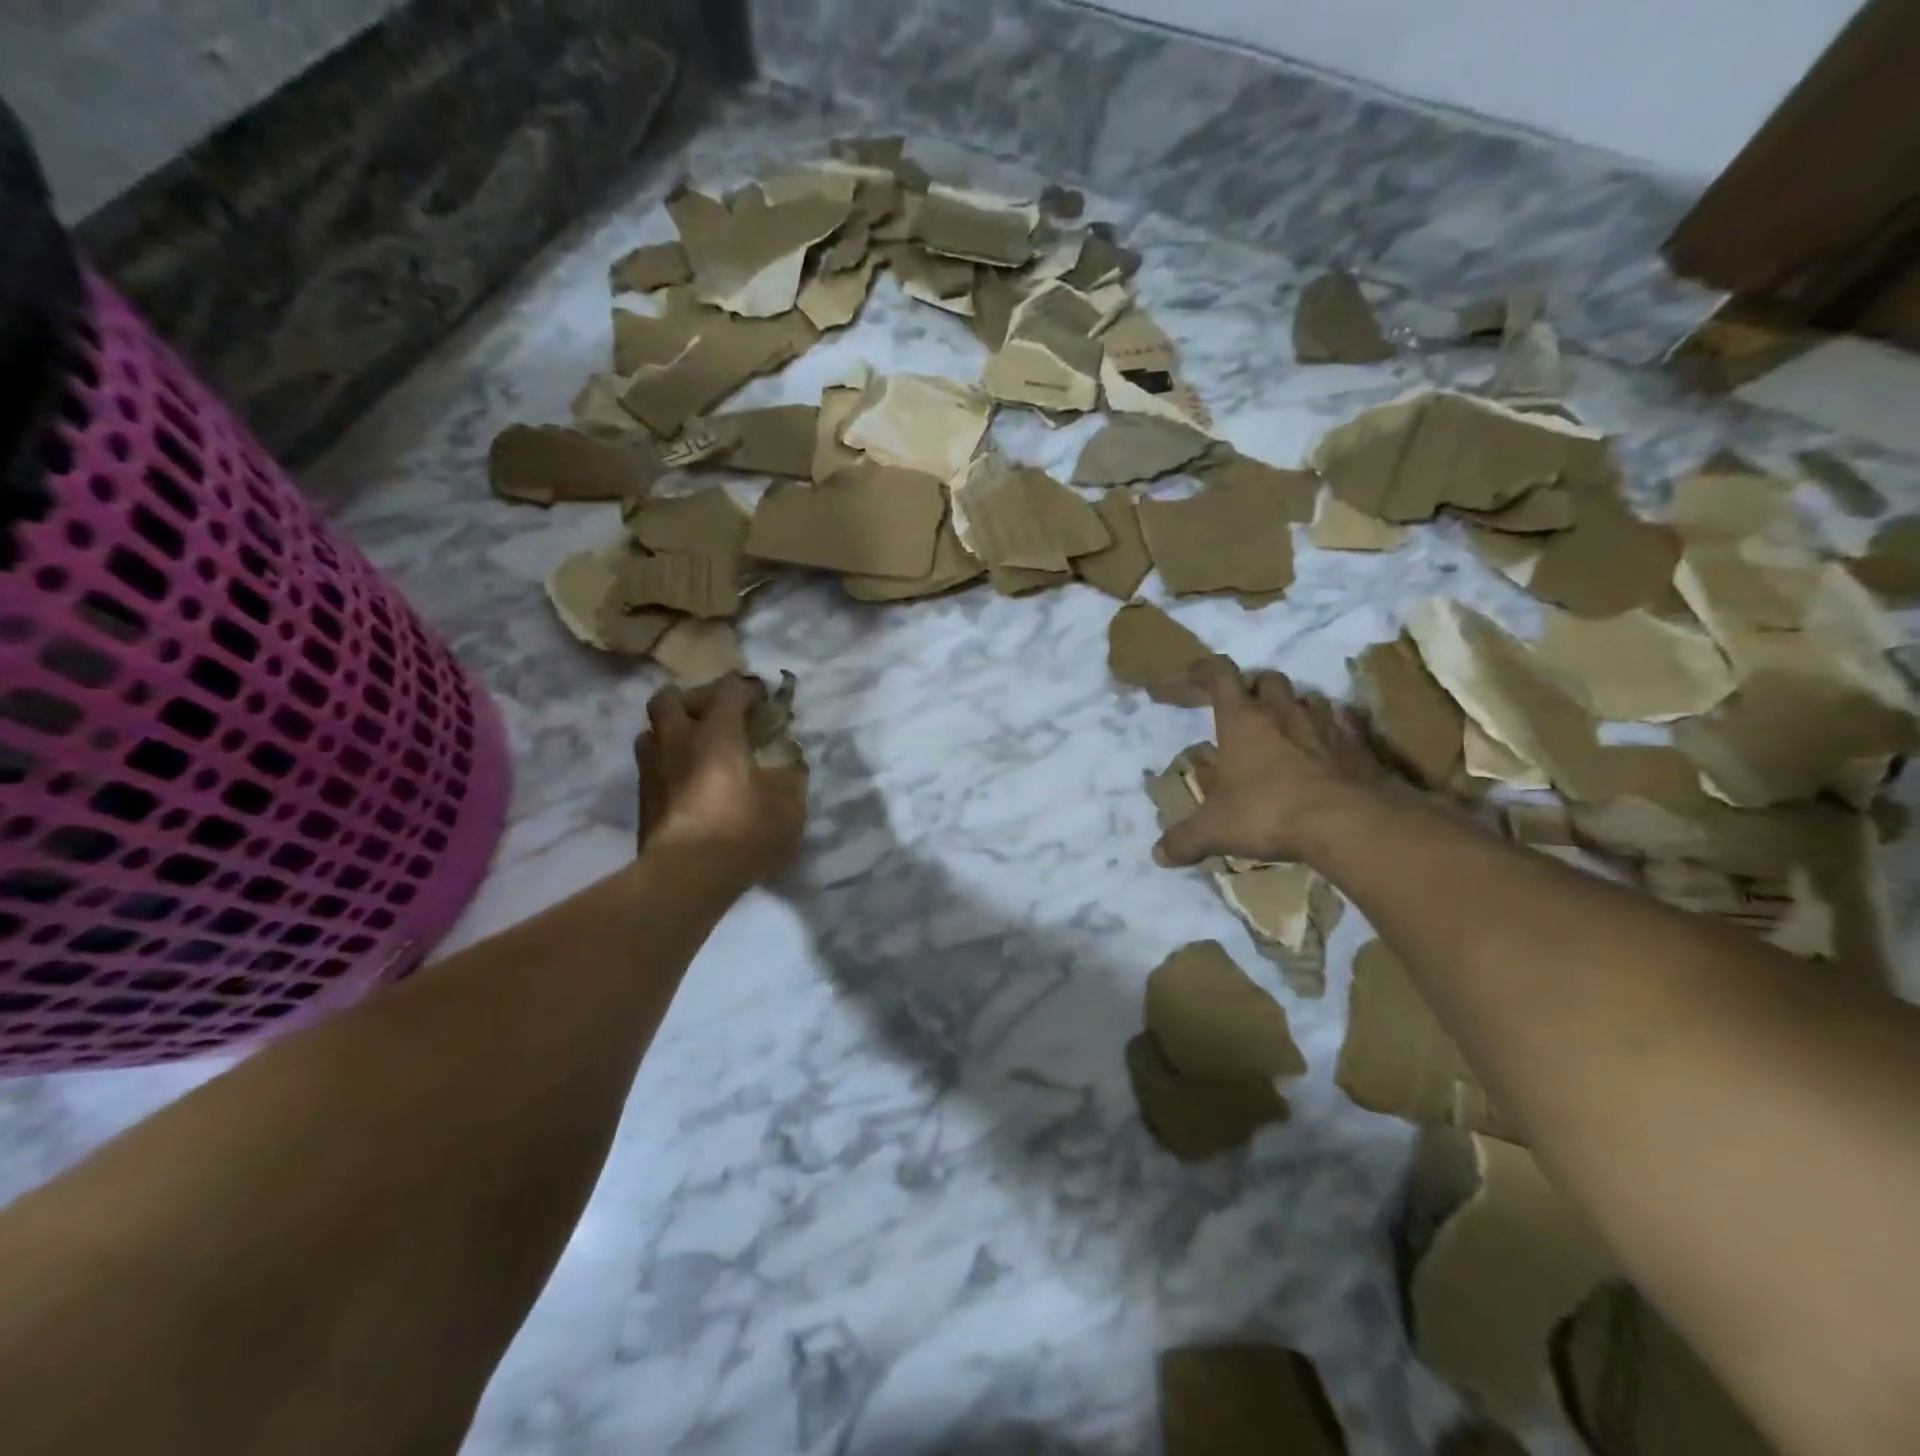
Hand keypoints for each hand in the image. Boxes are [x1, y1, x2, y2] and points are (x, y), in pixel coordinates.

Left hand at [637, 676, 807, 884]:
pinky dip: (669, 764)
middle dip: (693, 699)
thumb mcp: (788, 805)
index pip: (729, 689)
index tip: (763, 700)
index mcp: (716, 732)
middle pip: (670, 698)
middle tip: (716, 717)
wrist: (685, 876)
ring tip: (697, 749)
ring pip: (652, 732)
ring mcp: (653, 769)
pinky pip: (652, 766)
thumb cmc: (742, 831)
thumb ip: (791, 776)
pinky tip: (690, 783)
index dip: (748, 689)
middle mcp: (678, 740)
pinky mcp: (643, 800)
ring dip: (673, 732)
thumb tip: (790, 764)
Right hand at [1154, 657, 1393, 867]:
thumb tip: (1159, 855)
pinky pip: (1347, 725)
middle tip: (1246, 710)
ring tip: (1287, 730)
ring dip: (1295, 707)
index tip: (1194, 675)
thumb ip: (1185, 839)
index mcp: (1242, 720)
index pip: (1220, 675)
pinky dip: (1335, 731)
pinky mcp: (1361, 745)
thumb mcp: (1216, 830)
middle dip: (1255, 688)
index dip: (1204, 670)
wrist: (1352, 822)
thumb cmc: (1270, 812)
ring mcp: (1327, 725)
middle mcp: (1283, 712)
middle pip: (1268, 679)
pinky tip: (1330, 750)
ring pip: (1309, 698)